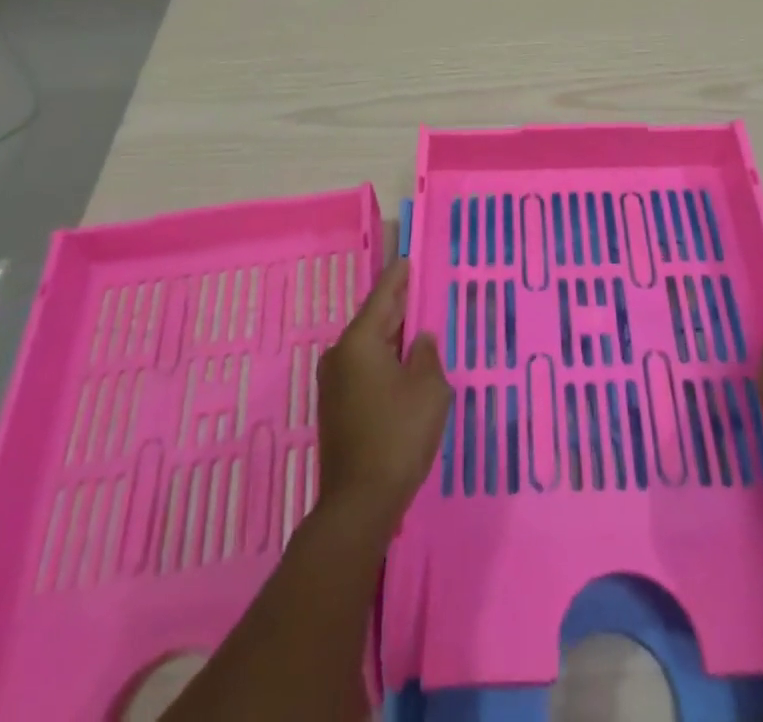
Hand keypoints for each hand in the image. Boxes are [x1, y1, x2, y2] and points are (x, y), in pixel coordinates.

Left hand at [316, 259, 453, 528]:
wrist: (359, 503)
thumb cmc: (398, 436)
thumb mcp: (429, 390)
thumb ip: (427, 356)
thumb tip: (420, 341)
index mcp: (359, 342)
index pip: (382, 297)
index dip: (398, 278)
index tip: (408, 259)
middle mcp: (340, 356)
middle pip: (373, 321)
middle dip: (397, 307)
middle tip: (419, 290)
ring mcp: (334, 384)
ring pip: (368, 347)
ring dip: (392, 338)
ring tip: (417, 326)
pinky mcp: (336, 408)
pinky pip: (364, 369)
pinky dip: (384, 361)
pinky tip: (403, 365)